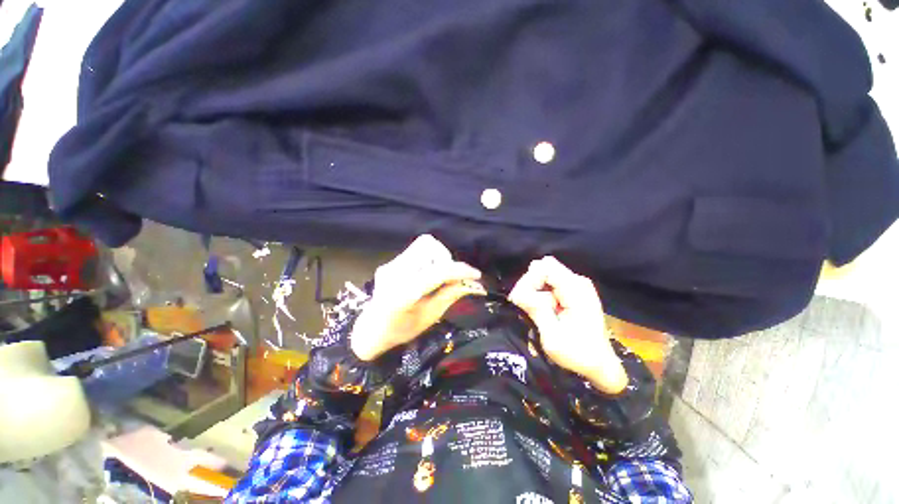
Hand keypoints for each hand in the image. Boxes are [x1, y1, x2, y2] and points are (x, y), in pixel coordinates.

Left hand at [350, 235, 485, 360]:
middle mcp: (394, 273)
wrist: (370, 330)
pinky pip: (417, 250)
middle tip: (453, 278)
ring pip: (424, 244)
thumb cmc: (401, 330)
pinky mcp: (391, 262)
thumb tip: (474, 284)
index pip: (436, 272)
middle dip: (447, 260)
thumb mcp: (429, 318)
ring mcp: (390, 264)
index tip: (476, 275)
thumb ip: (450, 296)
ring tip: (441, 275)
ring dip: (439, 256)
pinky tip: (429, 274)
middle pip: (429, 247)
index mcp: (403, 294)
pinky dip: (430, 258)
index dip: (459, 270)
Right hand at [508, 257, 627, 393]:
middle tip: (529, 308)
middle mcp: (577, 280)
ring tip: (538, 312)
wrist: (599, 364)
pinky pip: (548, 281)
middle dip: (530, 285)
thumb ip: (536, 309)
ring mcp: (576, 284)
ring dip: (534, 290)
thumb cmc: (578, 354)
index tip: (522, 302)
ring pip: (543, 273)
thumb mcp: (553, 336)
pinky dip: (540, 293)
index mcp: (576, 289)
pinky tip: (545, 309)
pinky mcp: (573, 289)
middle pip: (542, 267)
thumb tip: (516, 291)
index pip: (543, 268)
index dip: (528, 281)